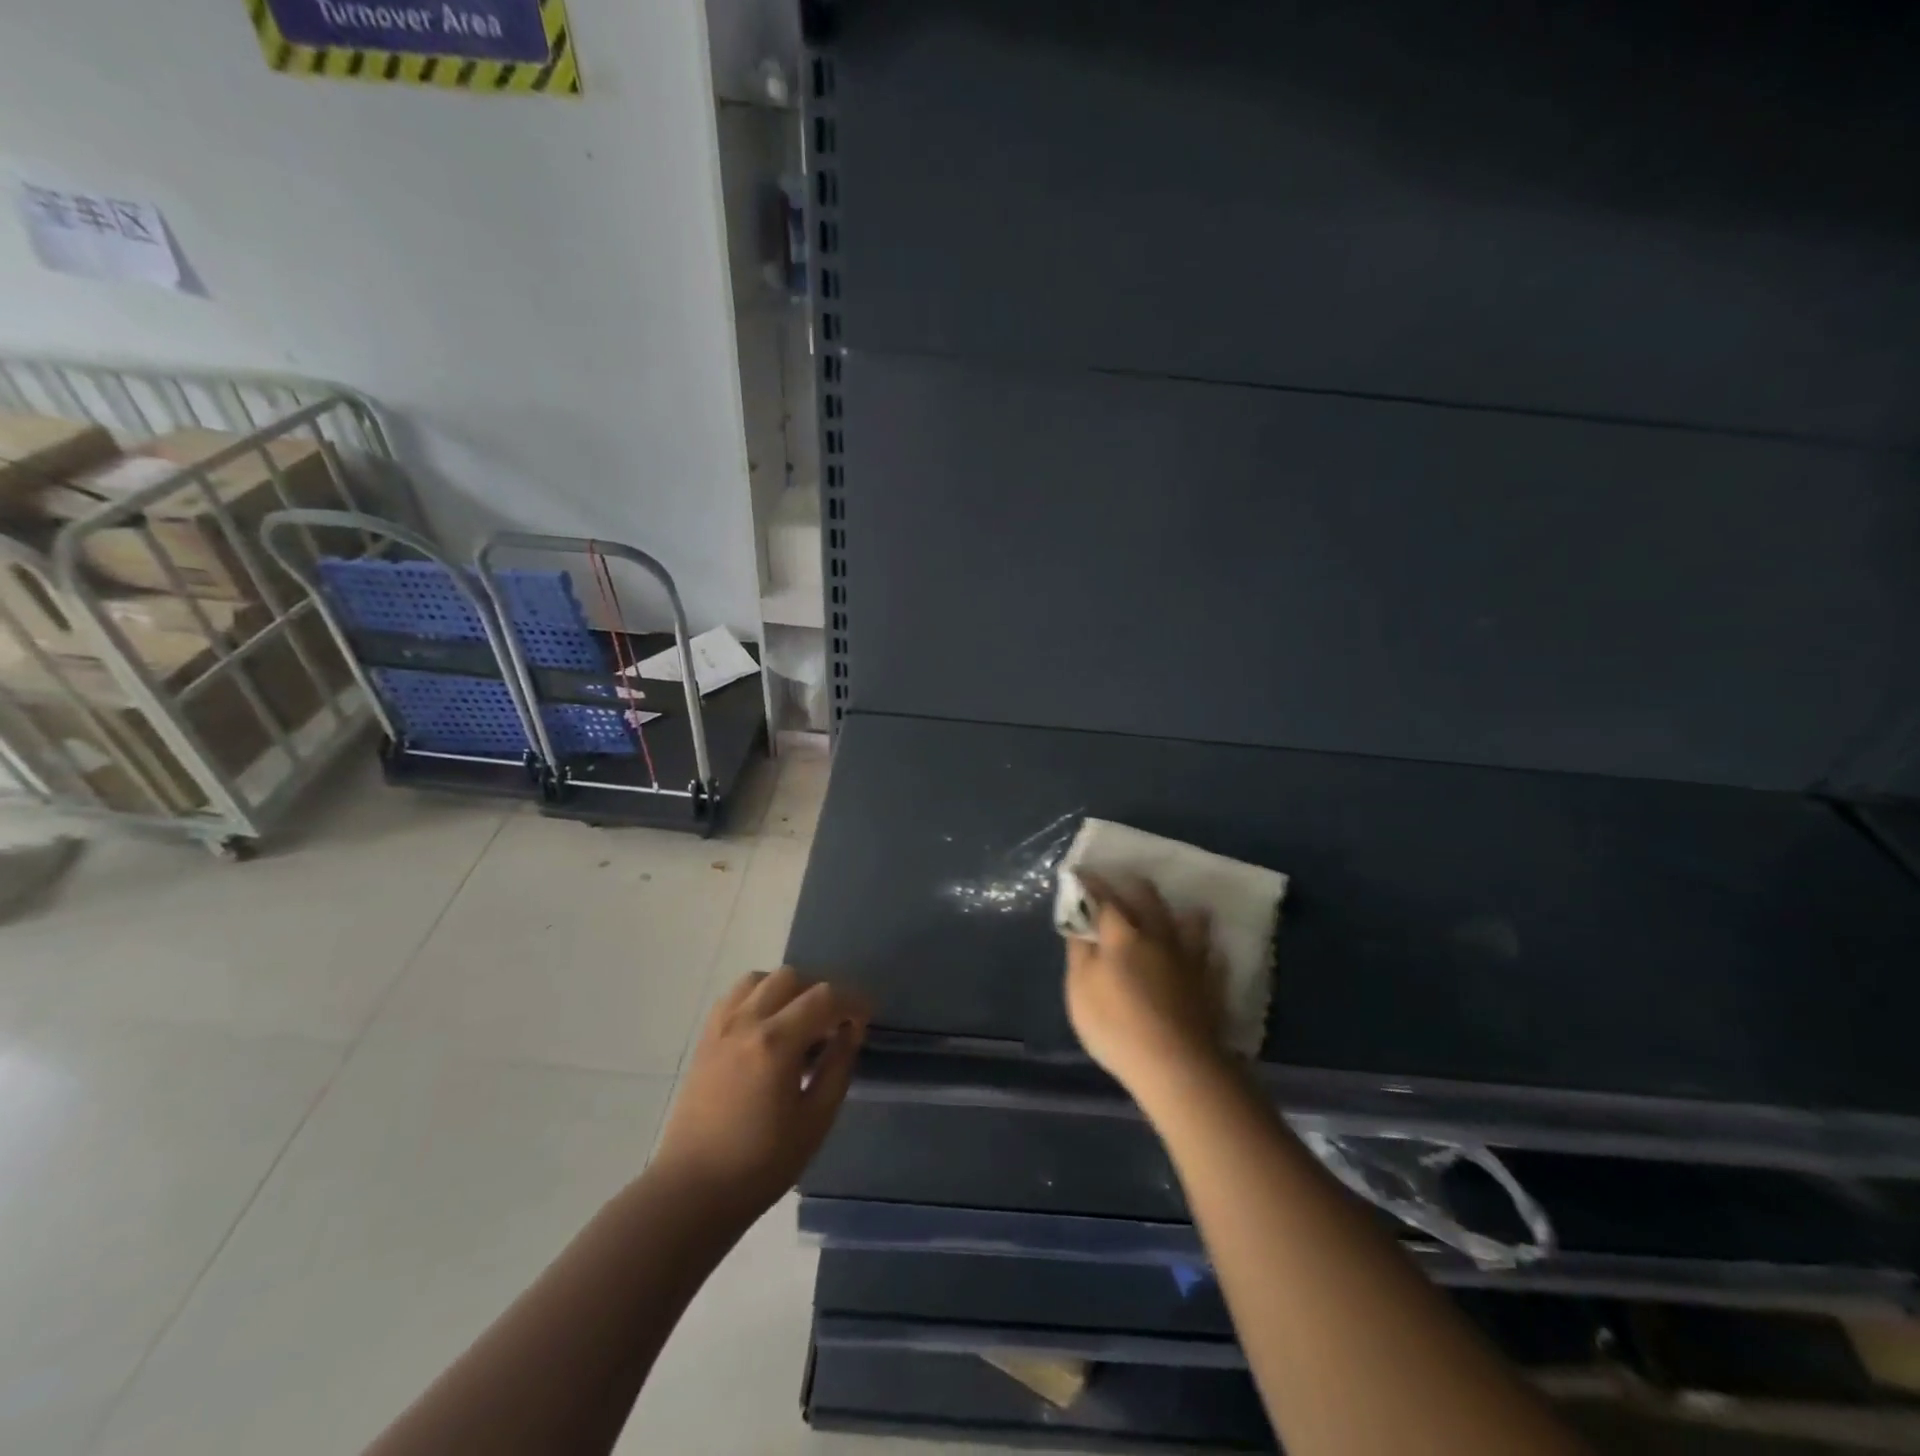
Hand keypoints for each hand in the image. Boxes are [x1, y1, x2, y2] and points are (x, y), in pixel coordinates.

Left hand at [651, 967, 869, 1219]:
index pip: (824, 997)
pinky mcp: (704, 1039)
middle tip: (834, 1025)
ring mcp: (720, 1027)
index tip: (867, 1018)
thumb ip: (838, 1068)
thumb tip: (852, 1032)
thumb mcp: (815, 1121)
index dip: (853, 1001)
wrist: (692, 1192)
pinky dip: (758, 997)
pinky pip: (735, 996)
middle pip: (791, 977)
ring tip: (799, 1022)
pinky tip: (768, 1027)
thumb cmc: (760, 1164)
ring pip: (759, 979)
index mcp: (776, 1042)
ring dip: (787, 990)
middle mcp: (746, 1021)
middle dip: (820, 993)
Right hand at [1064, 873, 1228, 1101]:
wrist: (1176, 1064)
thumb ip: (1079, 953)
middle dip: (1134, 885)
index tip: (1081, 873)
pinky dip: (1206, 951)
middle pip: (1149, 899)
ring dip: (1181, 912)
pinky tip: (1206, 954)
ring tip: (1178, 911)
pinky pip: (1212, 958)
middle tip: (1125, 881)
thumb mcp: (1080, 990)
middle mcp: (1158, 936)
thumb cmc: (1116, 1026)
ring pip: (1190, 923)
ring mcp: (1189, 959)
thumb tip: (1080, 925)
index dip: (1091, 884)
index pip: (1104, 898)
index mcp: (1122, 934)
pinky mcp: (1211, 984)